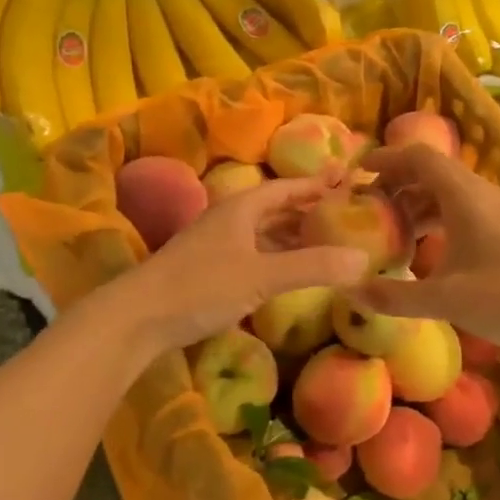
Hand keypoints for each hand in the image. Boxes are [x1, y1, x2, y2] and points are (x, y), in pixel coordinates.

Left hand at [107, 178, 370, 355]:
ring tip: (326, 241)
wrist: (136, 318)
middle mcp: (230, 219)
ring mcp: (217, 245)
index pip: (288, 188)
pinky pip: (254, 253)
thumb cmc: (201, 287)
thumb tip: (363, 260)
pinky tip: (289, 271)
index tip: (348, 180)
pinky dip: (277, 256)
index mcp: (242, 208)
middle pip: (276, 208)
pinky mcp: (209, 270)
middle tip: (345, 214)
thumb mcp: (262, 276)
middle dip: (309, 209)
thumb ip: (312, 267)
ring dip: (293, 234)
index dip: (318, 184)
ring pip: (264, 232)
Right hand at [350, 145, 499, 351]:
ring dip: (417, 202)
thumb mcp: (443, 300)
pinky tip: (426, 248)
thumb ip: (394, 296)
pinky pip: (463, 208)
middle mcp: (480, 193)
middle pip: (432, 171)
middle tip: (369, 205)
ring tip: (392, 228)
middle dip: (398, 183)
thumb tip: (350, 292)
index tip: (358, 174)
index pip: (419, 157)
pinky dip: (437, 217)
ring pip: (448, 191)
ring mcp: (497, 210)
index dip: (387, 160)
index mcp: (464, 195)